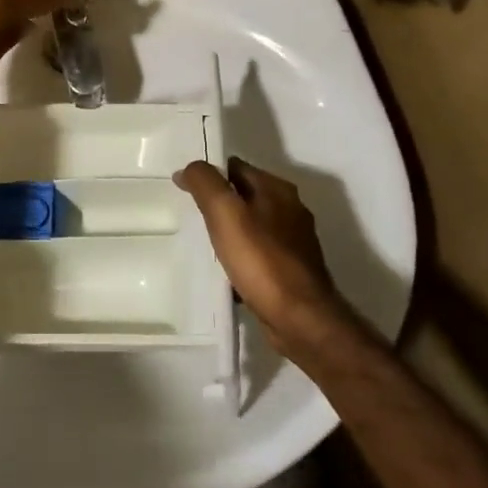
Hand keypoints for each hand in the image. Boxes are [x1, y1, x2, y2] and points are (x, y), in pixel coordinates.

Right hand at [174, 158, 356, 357]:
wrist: (301, 320)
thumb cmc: (262, 260)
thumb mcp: (225, 213)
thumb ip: (205, 183)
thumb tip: (189, 168)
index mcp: (277, 189)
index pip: (235, 167)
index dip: (209, 175)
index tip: (186, 190)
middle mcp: (290, 209)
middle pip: (245, 196)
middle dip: (219, 204)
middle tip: (192, 217)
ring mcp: (294, 241)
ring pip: (252, 226)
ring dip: (230, 232)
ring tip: (205, 246)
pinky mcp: (292, 270)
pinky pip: (259, 254)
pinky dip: (242, 257)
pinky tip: (227, 272)